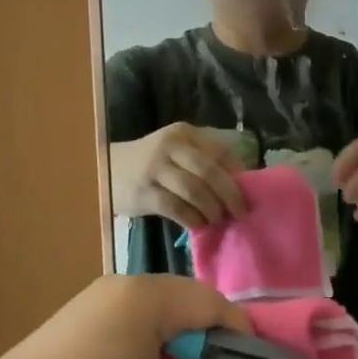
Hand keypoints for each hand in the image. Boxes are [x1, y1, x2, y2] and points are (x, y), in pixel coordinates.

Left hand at [0, 275, 270, 358]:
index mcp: (146, 295)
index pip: (214, 304)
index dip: (242, 341)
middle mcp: (122, 287)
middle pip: (188, 309)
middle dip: (210, 351)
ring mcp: (95, 306)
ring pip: (160, 323)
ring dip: (180, 358)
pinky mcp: (76, 328)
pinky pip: (132, 332)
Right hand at [112, 123, 249, 229]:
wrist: (108, 169)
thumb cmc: (152, 163)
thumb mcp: (177, 151)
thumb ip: (203, 160)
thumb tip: (241, 183)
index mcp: (184, 133)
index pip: (219, 152)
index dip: (237, 175)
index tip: (249, 194)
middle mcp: (170, 146)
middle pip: (209, 172)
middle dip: (230, 195)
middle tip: (241, 213)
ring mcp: (155, 169)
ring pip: (194, 190)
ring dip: (212, 209)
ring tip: (218, 220)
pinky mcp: (143, 192)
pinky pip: (175, 208)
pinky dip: (192, 218)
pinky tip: (198, 225)